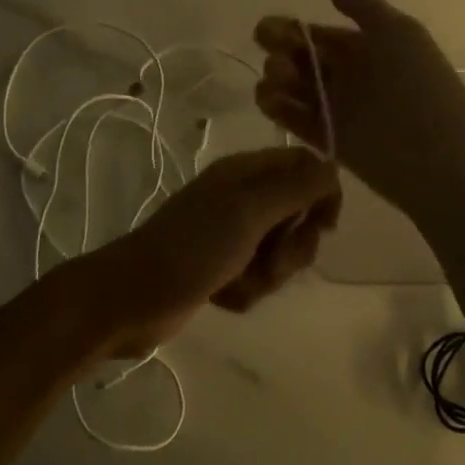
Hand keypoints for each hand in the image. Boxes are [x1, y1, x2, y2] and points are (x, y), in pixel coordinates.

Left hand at [61, 147, 341, 359]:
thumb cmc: (193, 247)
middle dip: (291, 247)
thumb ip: (296, 186)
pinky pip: (257, 277)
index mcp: (246, 172)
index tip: (323, 227)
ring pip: (280, 251)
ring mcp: (230, 234)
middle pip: (298, 214)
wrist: (132, 298)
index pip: (305, 166)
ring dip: (267, 275)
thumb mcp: (249, 210)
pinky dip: (246, 291)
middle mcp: (241, 197)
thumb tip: (333, 169)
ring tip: (239, 283)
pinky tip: (223, 296)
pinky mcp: (221, 268)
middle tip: (269, 260)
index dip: (322, 195)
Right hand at [254, 0, 464, 216]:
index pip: (320, 35)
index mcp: (367, 48)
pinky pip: (297, 121)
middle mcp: (350, 77)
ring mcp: (338, 110)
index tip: (266, 29)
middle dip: (280, 51)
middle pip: (302, 60)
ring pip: (295, 89)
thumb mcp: (398, 33)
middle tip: (272, 52)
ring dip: (276, 79)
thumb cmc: (418, 86)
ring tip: (276, 78)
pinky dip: (278, 109)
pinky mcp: (329, 141)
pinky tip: (268, 98)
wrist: (437, 156)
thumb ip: (362, 5)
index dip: (291, 29)